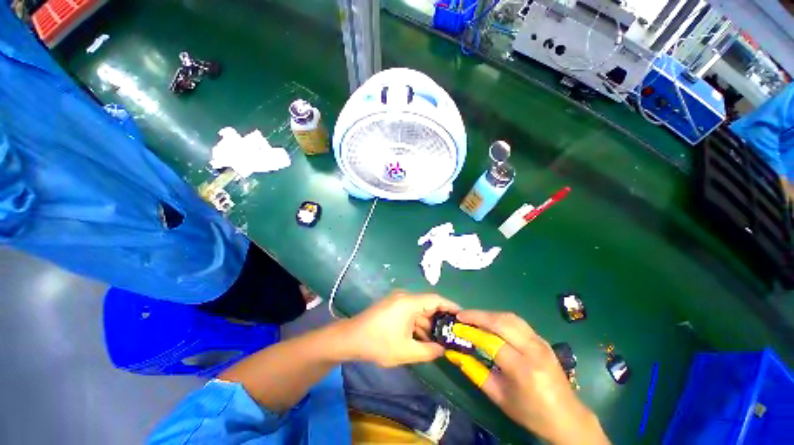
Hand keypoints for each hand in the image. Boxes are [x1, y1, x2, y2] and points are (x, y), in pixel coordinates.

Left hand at [343, 291, 459, 366]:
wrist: (350, 338)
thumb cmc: (378, 343)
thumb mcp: (406, 352)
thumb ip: (428, 351)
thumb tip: (444, 349)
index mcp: (409, 302)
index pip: (435, 299)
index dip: (450, 306)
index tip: (463, 316)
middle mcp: (405, 297)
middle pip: (428, 304)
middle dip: (440, 318)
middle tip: (454, 332)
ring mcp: (398, 301)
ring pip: (419, 310)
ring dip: (429, 323)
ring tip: (442, 339)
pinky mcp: (393, 306)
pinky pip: (411, 313)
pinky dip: (419, 323)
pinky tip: (424, 337)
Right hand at [453, 310, 608, 444]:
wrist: (568, 418)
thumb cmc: (531, 413)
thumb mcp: (499, 397)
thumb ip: (475, 372)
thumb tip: (454, 353)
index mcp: (524, 370)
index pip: (492, 342)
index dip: (471, 332)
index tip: (455, 327)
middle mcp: (534, 350)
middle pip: (502, 322)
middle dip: (478, 315)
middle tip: (460, 316)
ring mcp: (541, 342)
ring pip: (510, 317)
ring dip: (488, 314)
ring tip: (472, 317)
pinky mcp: (542, 339)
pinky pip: (517, 321)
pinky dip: (499, 317)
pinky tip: (489, 322)